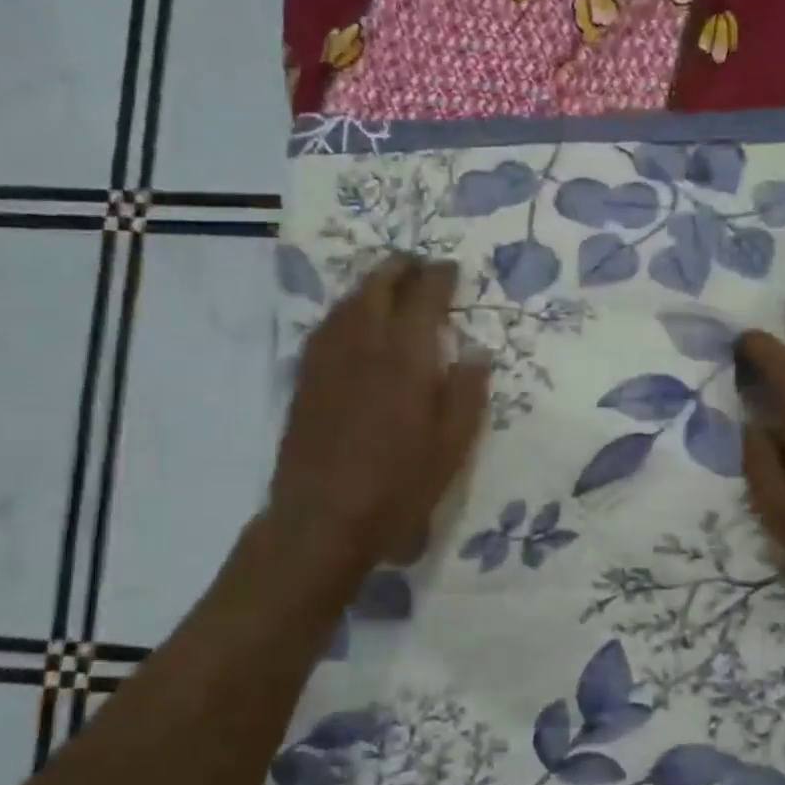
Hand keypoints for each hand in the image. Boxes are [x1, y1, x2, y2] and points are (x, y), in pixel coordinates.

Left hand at [258, 255, 489, 588]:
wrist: (322, 518)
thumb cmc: (397, 485)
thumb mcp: (451, 448)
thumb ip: (467, 394)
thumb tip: (478, 352)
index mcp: (406, 356)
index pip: (424, 296)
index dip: (440, 277)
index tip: (452, 270)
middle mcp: (363, 344)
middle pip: (379, 285)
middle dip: (401, 268)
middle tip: (420, 267)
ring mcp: (328, 358)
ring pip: (348, 301)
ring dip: (372, 284)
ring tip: (389, 286)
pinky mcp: (305, 378)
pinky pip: (327, 326)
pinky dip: (346, 310)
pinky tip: (353, 323)